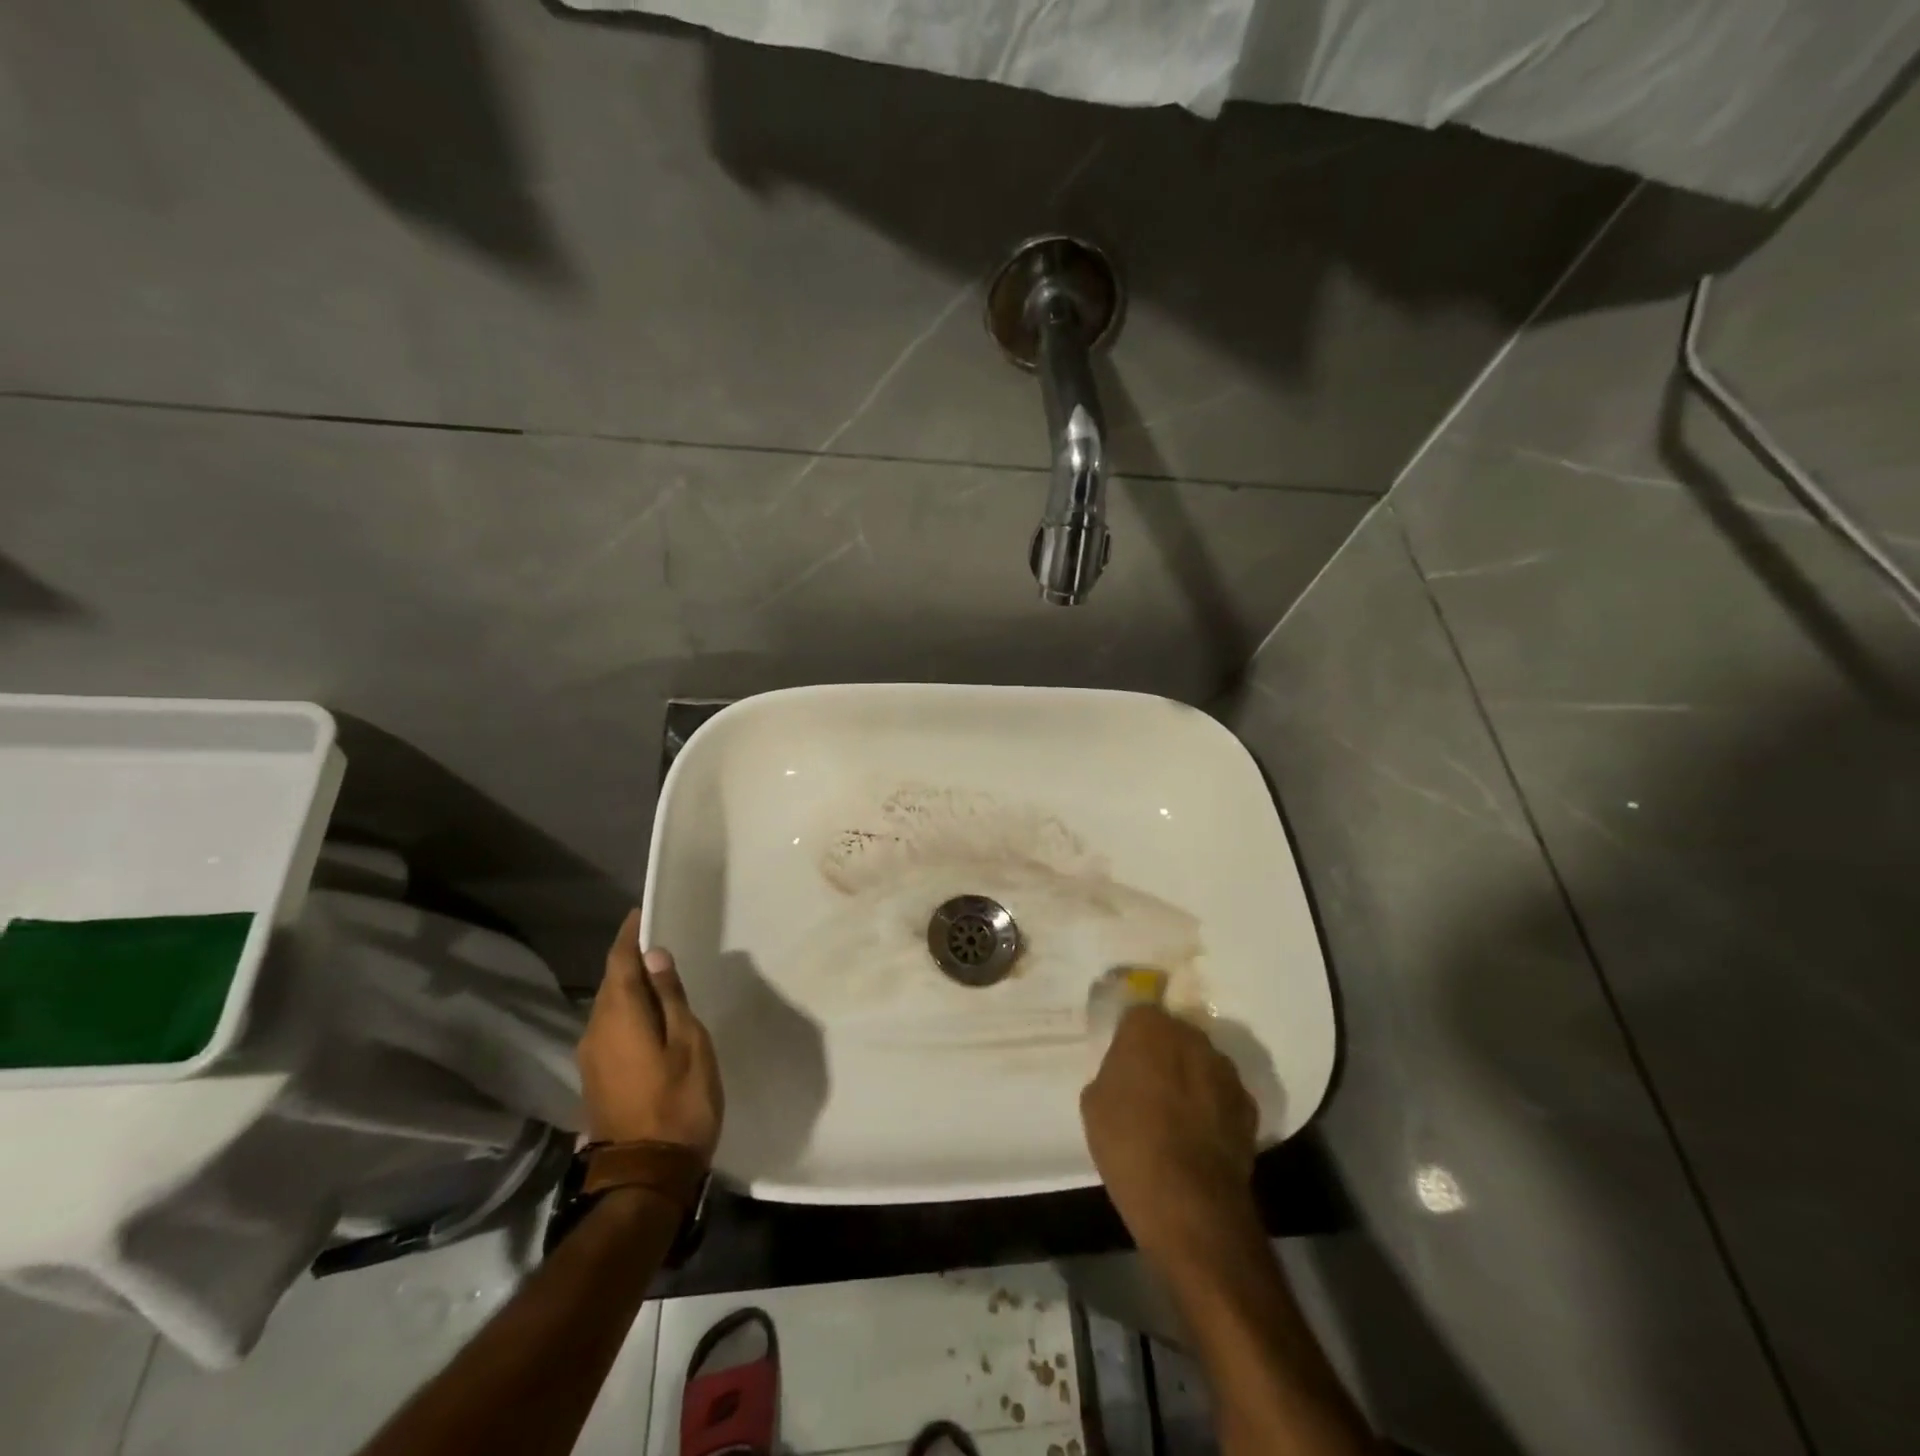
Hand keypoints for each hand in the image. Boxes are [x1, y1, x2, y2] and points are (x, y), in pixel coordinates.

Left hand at [577, 910, 723, 1160]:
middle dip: (629, 957)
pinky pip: (610, 1027)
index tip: (642, 912)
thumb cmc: (678, 1103)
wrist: (645, 1176)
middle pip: (611, 982)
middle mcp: (596, 1031)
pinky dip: (627, 1009)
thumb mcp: (689, 1043)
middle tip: (657, 938)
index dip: (629, 935)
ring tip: (657, 972)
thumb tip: (654, 956)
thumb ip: (670, 998)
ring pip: (608, 1005)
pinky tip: (649, 1013)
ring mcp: (592, 1057)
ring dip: (628, 984)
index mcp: (620, 1016)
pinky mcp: (597, 1077)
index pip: (619, 961)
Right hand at [1081, 1006, 1258, 1257]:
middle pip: (1173, 1034)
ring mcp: (1225, 1070)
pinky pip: (1222, 1095)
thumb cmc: (1128, 1144)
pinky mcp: (1249, 1105)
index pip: (1137, 1014)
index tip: (1123, 1062)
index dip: (1129, 1038)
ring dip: (1190, 1078)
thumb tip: (1127, 1073)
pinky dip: (1213, 1107)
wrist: (1189, 1203)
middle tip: (1147, 1086)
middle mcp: (1192, 1037)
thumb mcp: (1095, 1102)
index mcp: (1149, 1027)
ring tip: (1176, 1115)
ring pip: (1201, 1063)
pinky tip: (1199, 1136)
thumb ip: (1113, 1072)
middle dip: (1163, 1053)